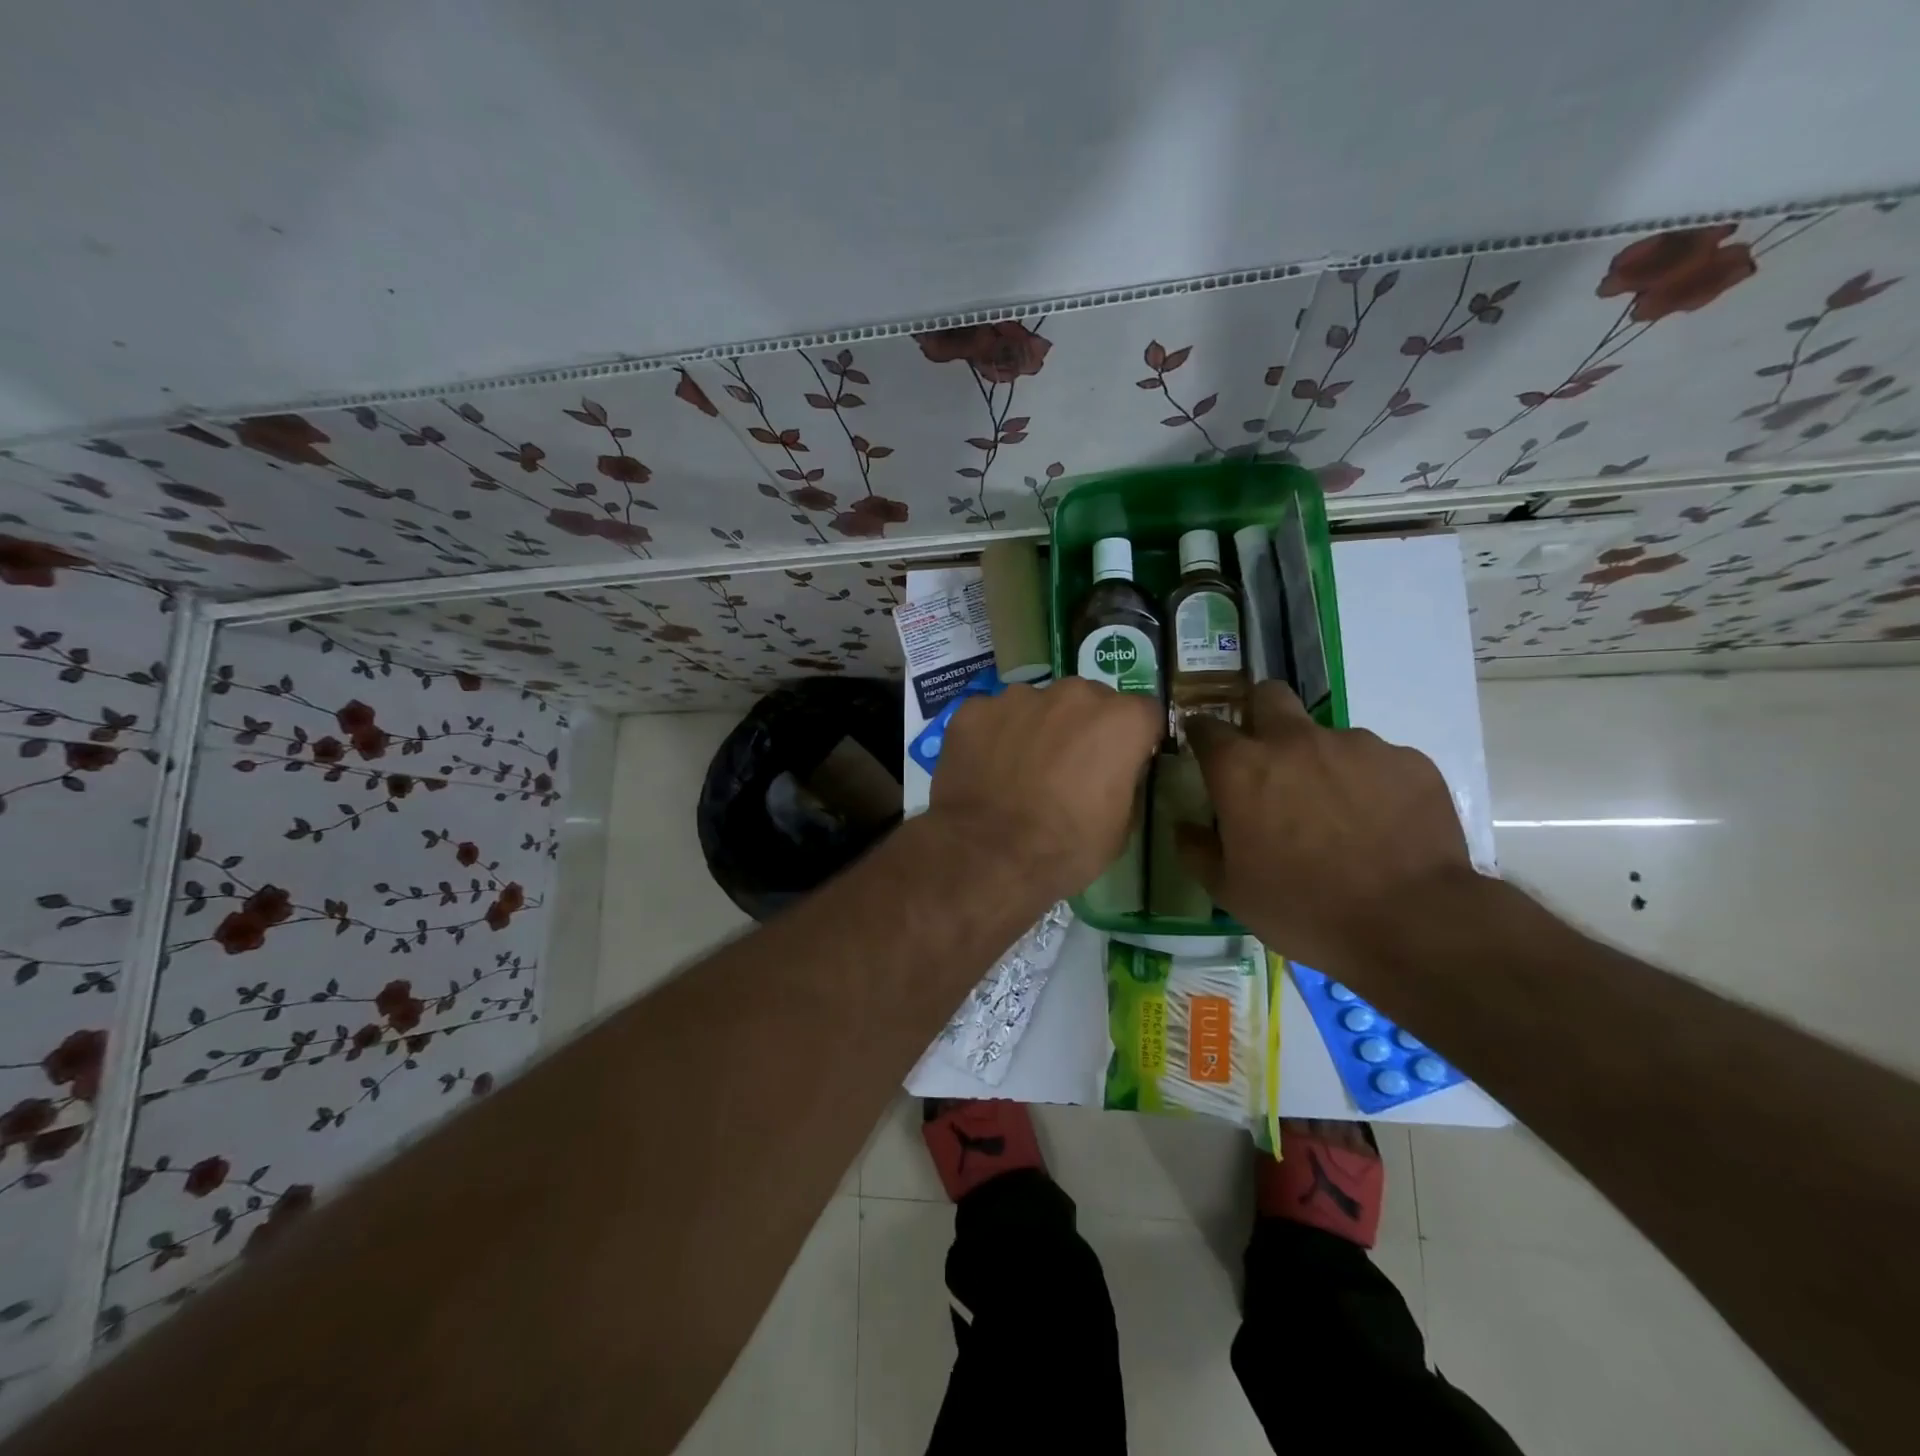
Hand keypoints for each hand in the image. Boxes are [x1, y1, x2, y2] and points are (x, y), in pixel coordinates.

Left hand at [930, 678, 1162, 901]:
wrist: (987, 857)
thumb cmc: (1065, 849)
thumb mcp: (1120, 828)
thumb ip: (1124, 782)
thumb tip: (1115, 771)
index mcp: (1120, 721)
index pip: (1143, 714)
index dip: (1134, 739)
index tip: (1122, 762)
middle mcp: (1073, 695)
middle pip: (1088, 701)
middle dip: (1083, 727)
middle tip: (1068, 767)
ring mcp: (1019, 697)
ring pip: (1038, 704)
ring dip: (1037, 727)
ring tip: (1020, 769)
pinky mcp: (975, 710)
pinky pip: (993, 716)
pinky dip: (992, 735)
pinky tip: (985, 768)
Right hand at [1179, 682, 1474, 973]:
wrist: (1411, 923)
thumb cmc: (1303, 908)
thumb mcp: (1231, 892)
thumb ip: (1197, 851)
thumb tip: (1185, 828)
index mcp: (1241, 768)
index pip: (1206, 727)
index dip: (1200, 734)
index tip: (1203, 750)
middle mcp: (1294, 741)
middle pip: (1268, 696)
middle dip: (1259, 714)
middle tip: (1266, 758)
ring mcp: (1356, 745)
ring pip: (1326, 736)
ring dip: (1320, 761)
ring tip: (1337, 812)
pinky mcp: (1407, 760)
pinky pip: (1376, 762)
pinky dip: (1368, 783)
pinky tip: (1379, 823)